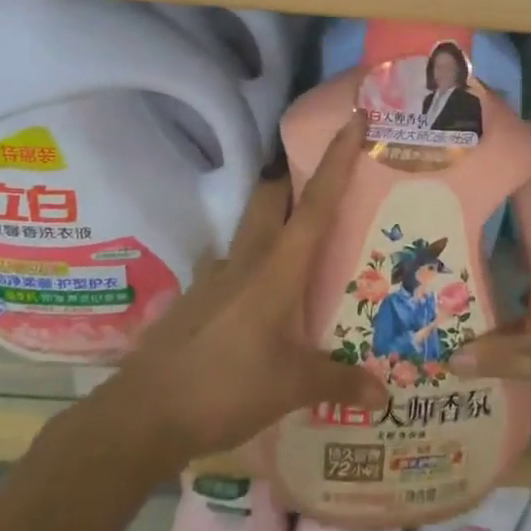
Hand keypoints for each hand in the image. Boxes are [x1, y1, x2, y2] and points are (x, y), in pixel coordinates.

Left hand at [105, 114, 386, 463]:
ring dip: (273, 216)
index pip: (317, 203)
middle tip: (325, 179)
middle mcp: (248, 258)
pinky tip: (258, 291)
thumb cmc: (227, 388)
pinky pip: (231, 262)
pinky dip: (250, 261)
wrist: (146, 411)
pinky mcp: (198, 295)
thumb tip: (384, 395)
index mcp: (278, 268)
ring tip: (299, 238)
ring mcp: (217, 274)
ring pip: (250, 225)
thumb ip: (339, 383)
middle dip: (296, 177)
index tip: (354, 119)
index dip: (338, 159)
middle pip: (273, 196)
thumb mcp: (292, 388)